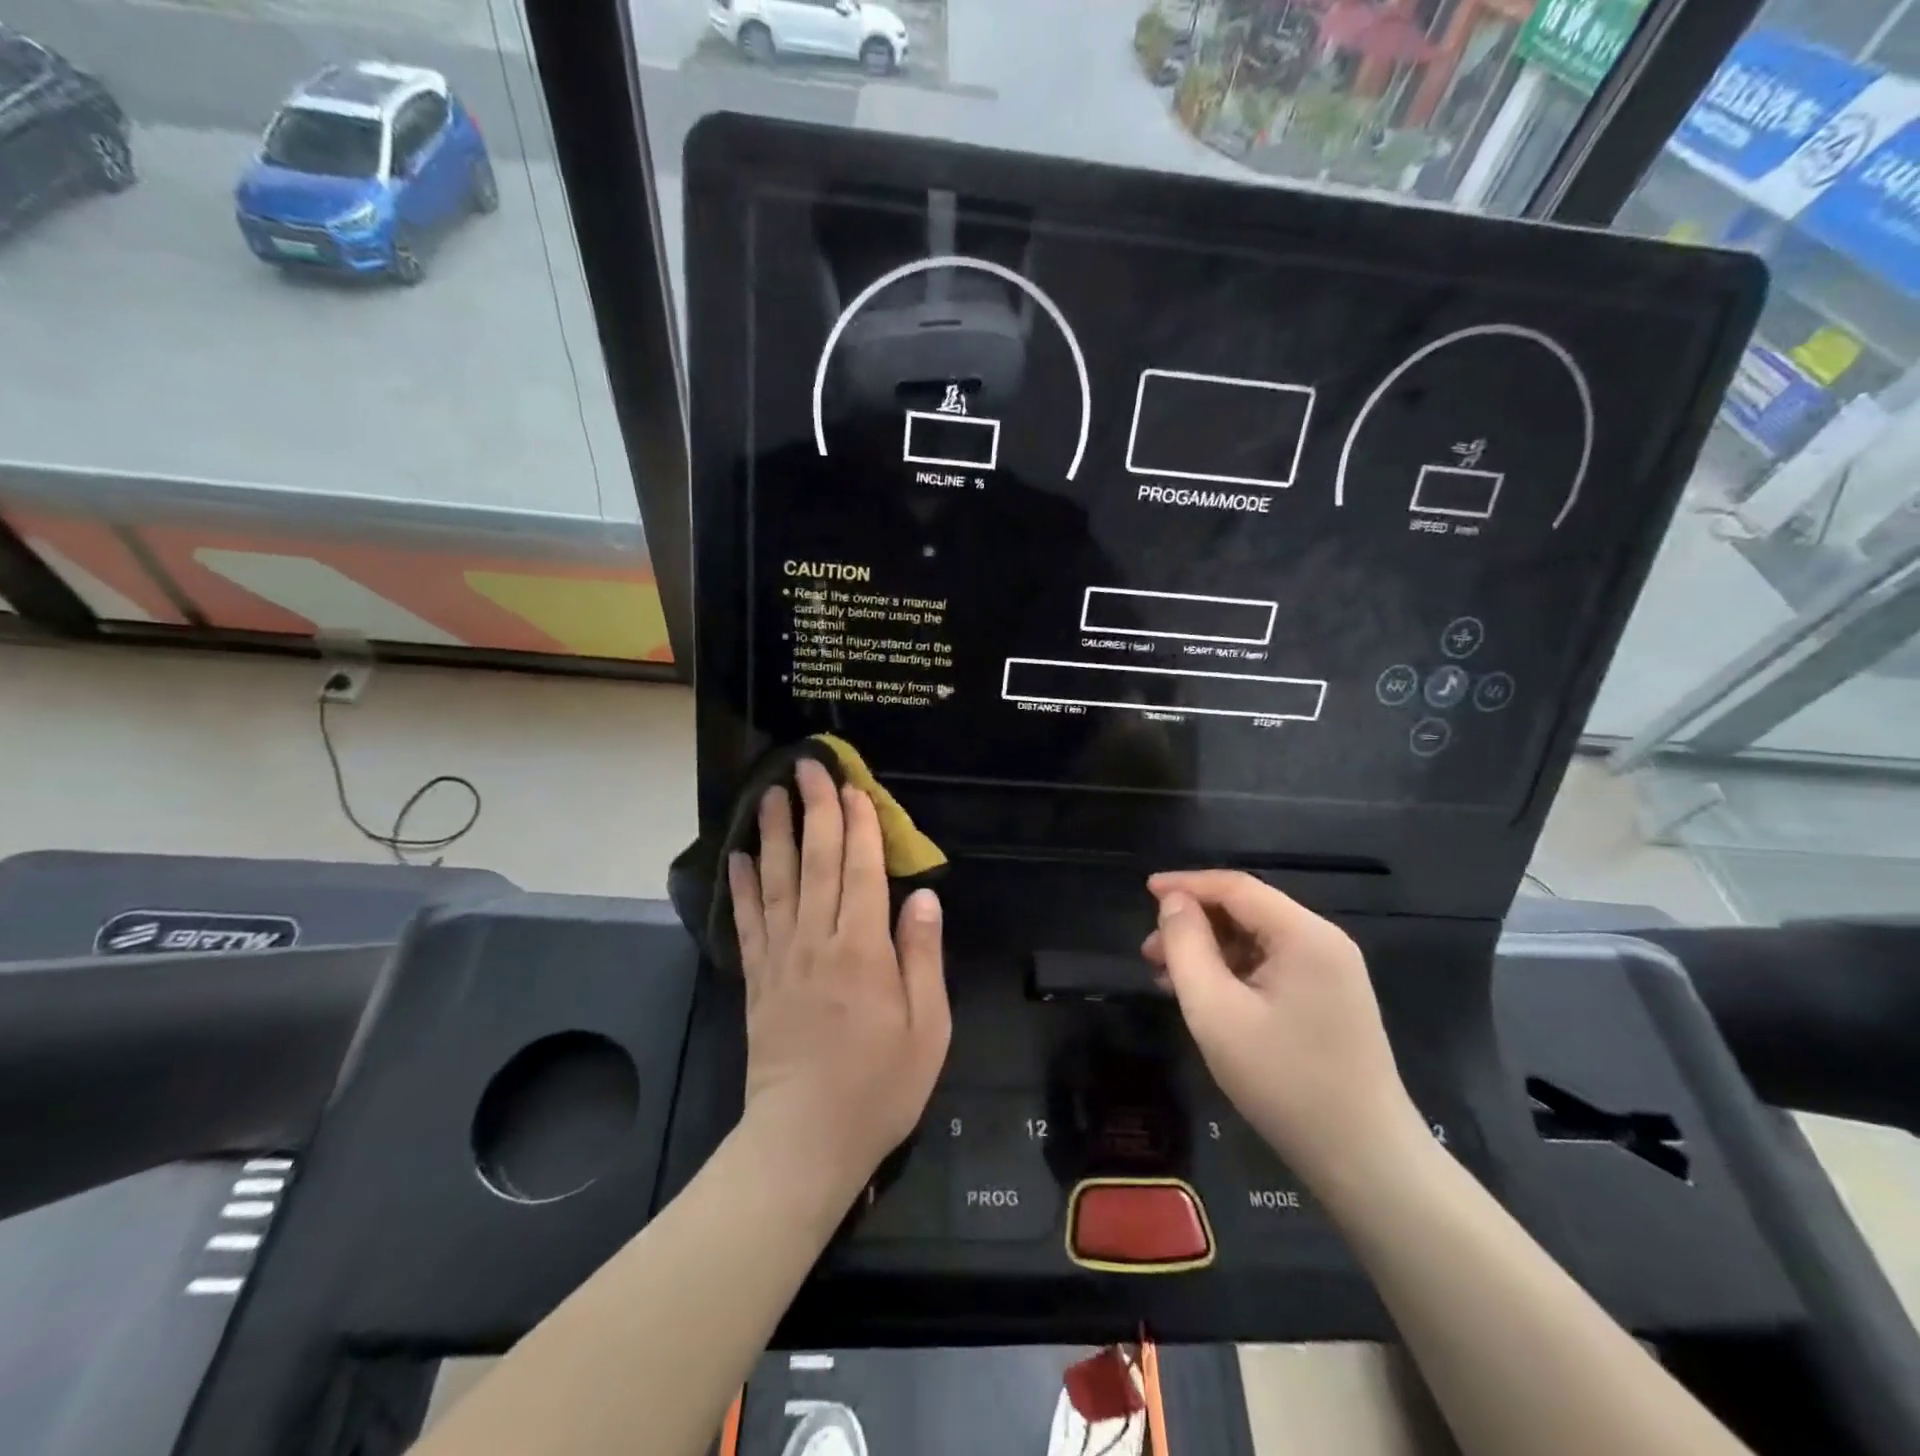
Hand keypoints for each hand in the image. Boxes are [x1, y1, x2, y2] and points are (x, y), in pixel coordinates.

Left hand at [728, 759, 950, 1200]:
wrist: (805, 1140)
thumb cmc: (879, 1086)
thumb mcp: (928, 1028)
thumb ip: (923, 957)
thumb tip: (921, 897)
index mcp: (863, 950)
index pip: (860, 870)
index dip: (858, 824)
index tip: (853, 786)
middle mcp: (817, 941)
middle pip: (815, 862)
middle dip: (814, 810)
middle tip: (807, 767)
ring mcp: (780, 958)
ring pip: (776, 881)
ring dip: (775, 833)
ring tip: (770, 795)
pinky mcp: (755, 979)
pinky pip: (747, 922)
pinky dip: (742, 886)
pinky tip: (739, 857)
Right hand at [1144, 870, 1425, 1185]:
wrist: (1365, 1161)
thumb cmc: (1284, 1081)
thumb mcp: (1216, 1011)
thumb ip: (1187, 947)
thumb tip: (1173, 904)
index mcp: (1304, 935)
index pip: (1236, 887)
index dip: (1186, 884)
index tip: (1145, 891)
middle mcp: (1323, 942)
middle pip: (1248, 911)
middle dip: (1195, 924)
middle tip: (1150, 953)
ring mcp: (1331, 973)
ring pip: (1257, 940)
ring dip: (1210, 951)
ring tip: (1167, 978)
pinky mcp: (1329, 1000)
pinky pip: (1272, 967)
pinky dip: (1233, 972)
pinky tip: (1205, 997)